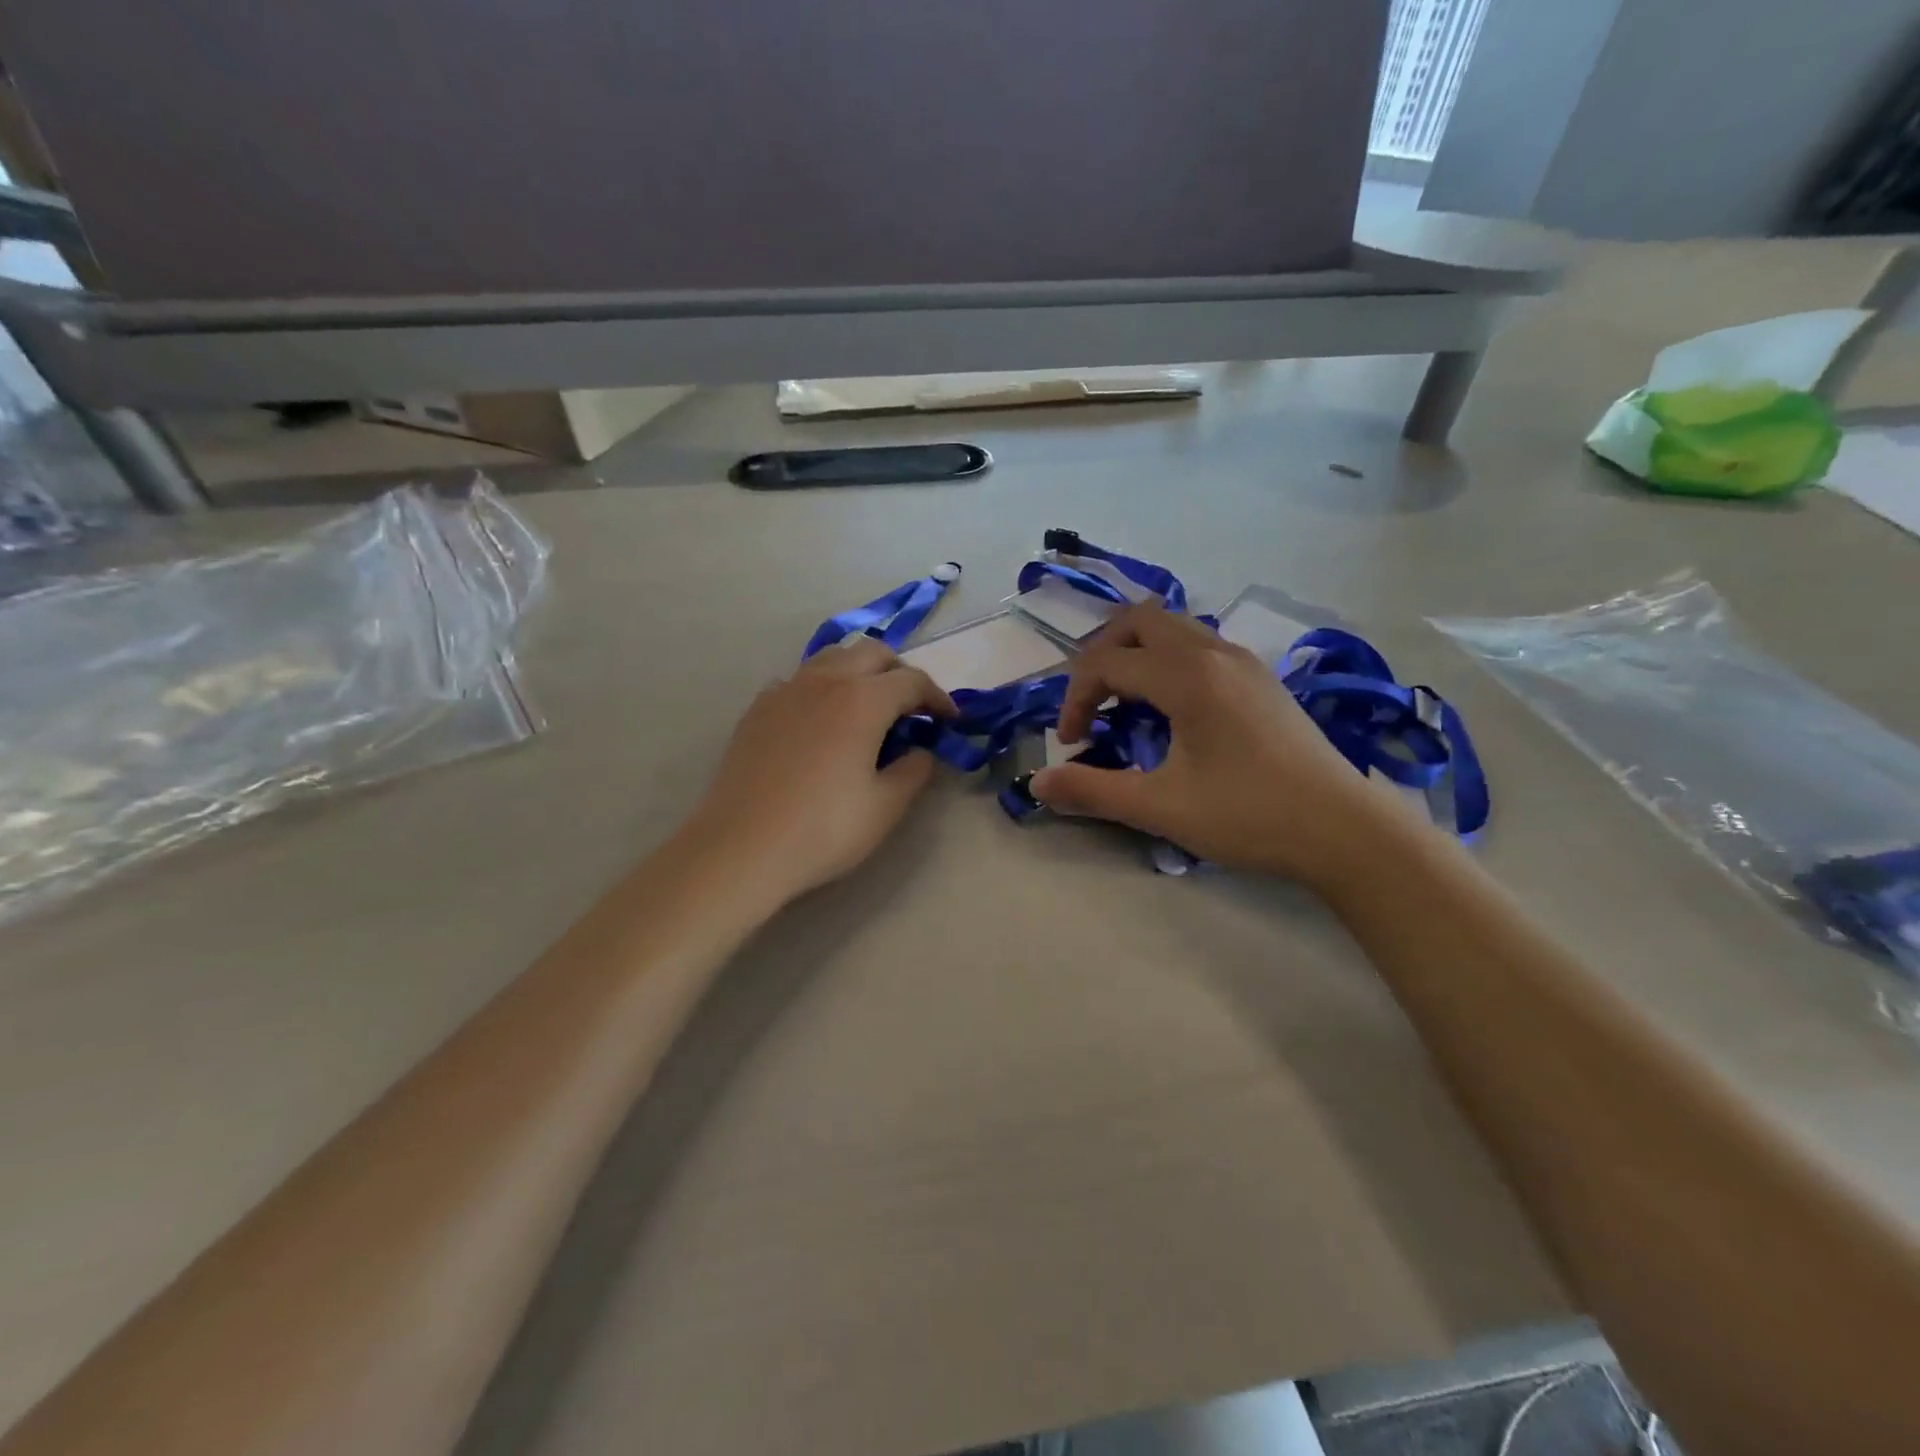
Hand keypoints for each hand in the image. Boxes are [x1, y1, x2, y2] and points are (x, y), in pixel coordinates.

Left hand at [681, 636, 954, 906]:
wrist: (741, 847)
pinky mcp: (758, 709)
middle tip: (912, 709)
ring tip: (869, 708)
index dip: (938, 698)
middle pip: (873, 653)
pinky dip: (823, 689)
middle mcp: (824, 681)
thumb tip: (922, 751)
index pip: (912, 681)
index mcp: (862, 699)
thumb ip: (915, 770)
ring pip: (832, 658)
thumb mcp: (886, 806)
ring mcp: (785, 690)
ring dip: (860, 672)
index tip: (949, 721)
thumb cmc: (823, 829)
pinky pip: (799, 681)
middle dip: (900, 673)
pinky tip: (821, 723)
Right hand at [1031, 604, 1414, 891]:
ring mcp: (1243, 662)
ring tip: (1127, 705)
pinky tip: (1173, 711)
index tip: (1071, 745)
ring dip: (1137, 655)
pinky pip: (1199, 646)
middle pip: (1139, 621)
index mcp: (1187, 676)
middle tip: (1092, 705)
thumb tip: (1037, 784)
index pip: (1107, 663)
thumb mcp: (1161, 808)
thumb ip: (1092, 791)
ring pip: (1173, 628)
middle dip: (1102, 656)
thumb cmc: (1249, 816)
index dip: (1075, 700)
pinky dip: (1168, 662)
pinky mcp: (1261, 679)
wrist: (1345, 830)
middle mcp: (1214, 653)